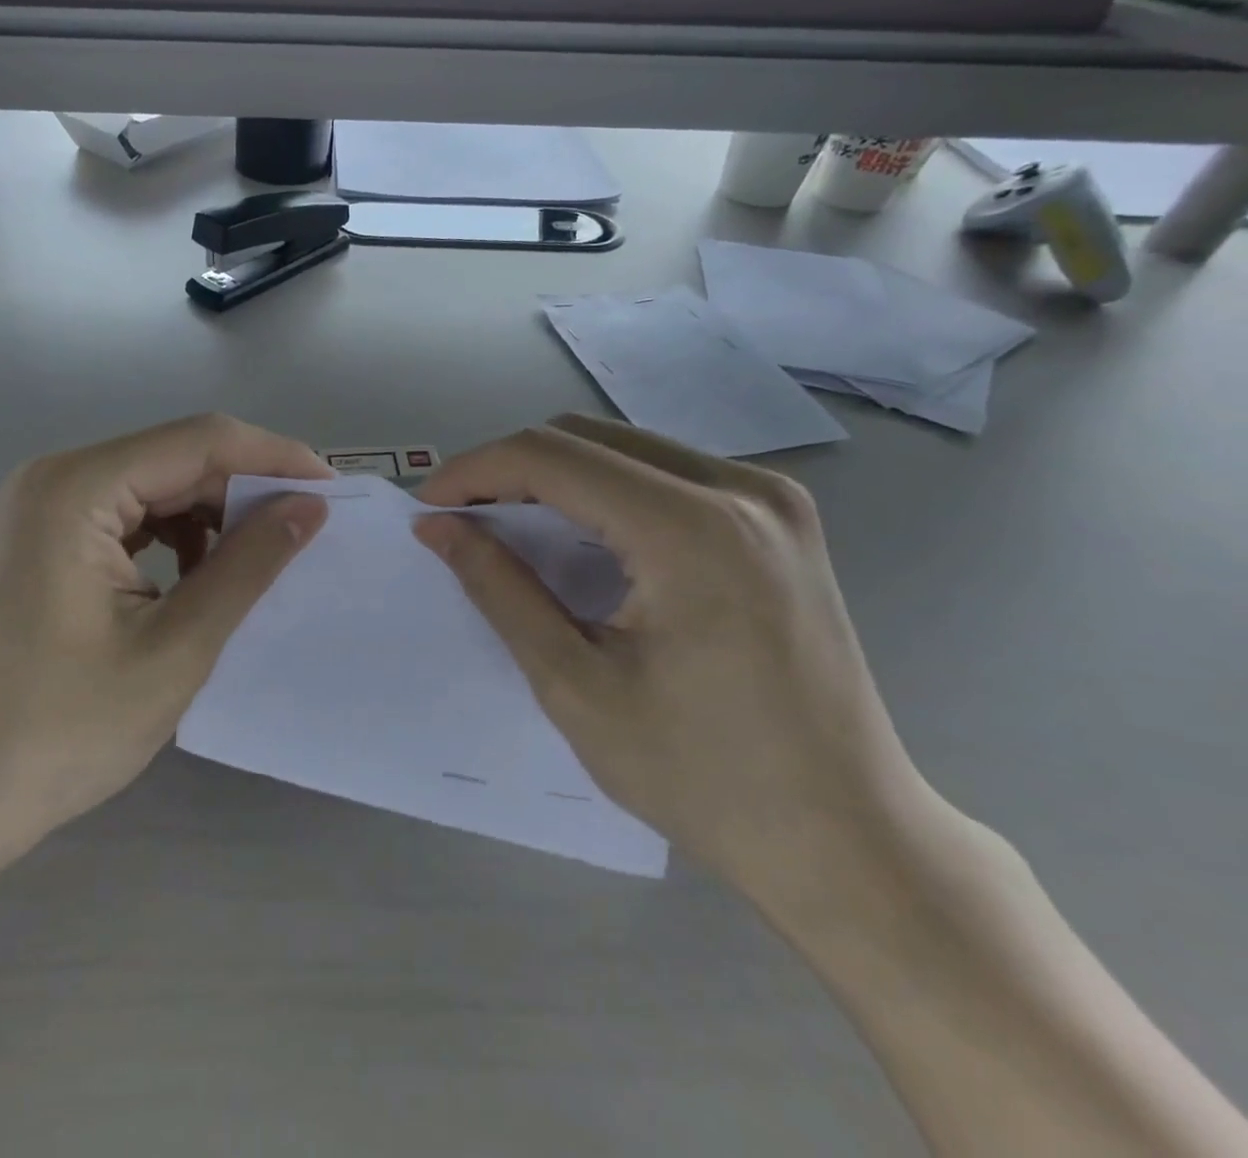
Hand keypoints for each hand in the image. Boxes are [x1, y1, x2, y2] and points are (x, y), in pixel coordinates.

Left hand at [0, 414, 328, 851]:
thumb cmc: (59, 733)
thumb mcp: (175, 649)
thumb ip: (247, 566)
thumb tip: (309, 506)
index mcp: (75, 489)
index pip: (198, 440)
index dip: (273, 458)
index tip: (332, 491)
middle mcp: (54, 479)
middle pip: (175, 458)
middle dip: (244, 490)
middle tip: (307, 532)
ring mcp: (42, 509)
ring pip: (155, 486)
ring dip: (212, 516)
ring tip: (256, 564)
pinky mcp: (44, 540)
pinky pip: (128, 517)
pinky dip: (175, 537)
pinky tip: (199, 579)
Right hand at [414, 414, 940, 914]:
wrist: (849, 841)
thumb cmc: (702, 778)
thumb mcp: (575, 685)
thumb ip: (499, 589)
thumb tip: (439, 527)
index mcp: (692, 530)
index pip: (552, 457)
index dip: (475, 471)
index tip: (429, 506)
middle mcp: (741, 490)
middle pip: (587, 437)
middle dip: (509, 467)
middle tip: (463, 518)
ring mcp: (772, 499)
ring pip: (626, 447)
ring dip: (555, 475)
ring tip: (509, 525)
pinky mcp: (781, 519)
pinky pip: (666, 472)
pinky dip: (605, 490)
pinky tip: (582, 537)